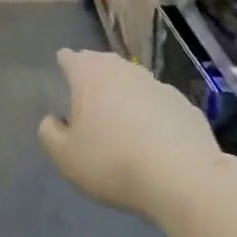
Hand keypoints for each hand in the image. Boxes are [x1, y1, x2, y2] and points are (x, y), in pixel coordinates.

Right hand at [38, 48, 226, 219]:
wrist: (183, 179)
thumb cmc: (112, 162)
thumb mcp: (65, 157)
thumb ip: (50, 133)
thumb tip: (53, 120)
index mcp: (89, 76)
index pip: (71, 58)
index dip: (64, 62)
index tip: (62, 70)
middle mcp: (124, 71)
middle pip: (104, 63)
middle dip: (94, 72)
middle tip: (87, 90)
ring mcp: (159, 86)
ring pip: (134, 81)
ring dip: (124, 91)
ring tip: (119, 113)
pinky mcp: (186, 106)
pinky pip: (159, 103)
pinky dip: (151, 111)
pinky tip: (152, 134)